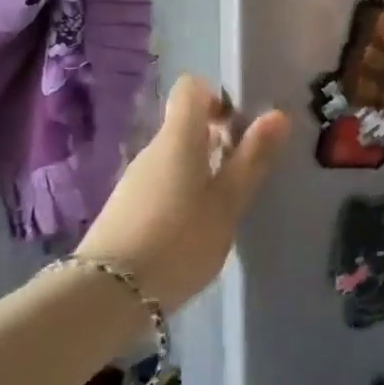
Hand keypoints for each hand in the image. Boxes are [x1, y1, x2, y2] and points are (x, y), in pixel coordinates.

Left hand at [78, 74, 287, 310]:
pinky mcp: (127, 208)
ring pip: (177, 157)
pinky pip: (164, 182)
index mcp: (179, 137)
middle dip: (219, 139)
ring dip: (205, 169)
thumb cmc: (180, 239)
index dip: (219, 98)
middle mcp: (153, 149)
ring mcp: (136, 179)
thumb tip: (277, 114)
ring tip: (226, 205)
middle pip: (187, 125)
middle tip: (246, 172)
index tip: (241, 127)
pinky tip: (197, 227)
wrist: (106, 296)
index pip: (192, 88)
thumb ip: (253, 158)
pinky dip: (185, 192)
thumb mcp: (228, 201)